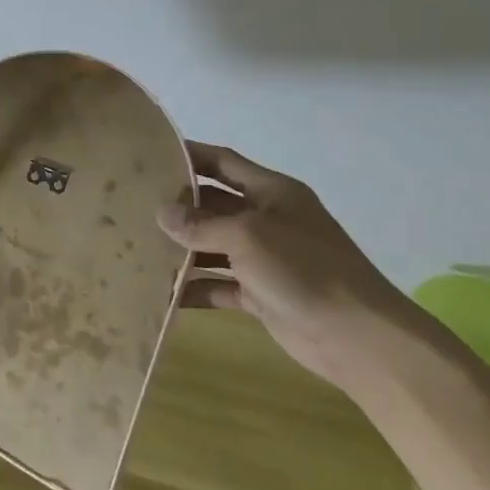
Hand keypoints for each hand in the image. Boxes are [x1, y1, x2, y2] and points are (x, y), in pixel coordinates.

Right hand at [156, 141, 433, 391]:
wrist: (357, 336)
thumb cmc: (304, 269)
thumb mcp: (248, 237)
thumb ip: (202, 224)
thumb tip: (161, 213)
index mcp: (272, 192)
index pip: (223, 163)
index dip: (190, 155)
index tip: (151, 153)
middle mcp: (267, 219)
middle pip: (213, 204)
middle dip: (178, 206)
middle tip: (132, 205)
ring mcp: (264, 258)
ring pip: (213, 246)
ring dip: (182, 249)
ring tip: (138, 248)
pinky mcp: (261, 294)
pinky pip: (219, 284)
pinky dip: (195, 287)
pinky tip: (164, 293)